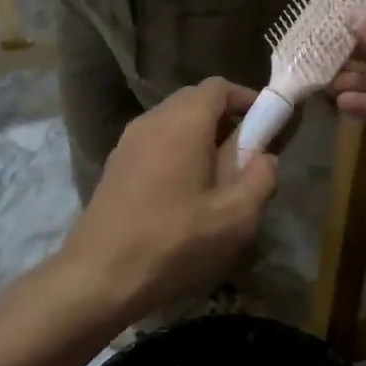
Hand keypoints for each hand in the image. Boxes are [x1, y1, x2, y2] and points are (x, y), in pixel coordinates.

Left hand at [58, 79, 279, 323]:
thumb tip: (265, 157)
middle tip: (246, 156)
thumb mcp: (235, 218)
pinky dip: (177, 152)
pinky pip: (155, 142)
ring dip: (201, 138)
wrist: (97, 278)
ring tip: (218, 179)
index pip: (218, 87)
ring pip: (173, 122)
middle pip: (195, 101)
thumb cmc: (173, 243)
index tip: (268, 126)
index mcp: (182, 123)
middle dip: (226, 120)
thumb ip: (261, 178)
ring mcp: (127, 142)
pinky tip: (185, 193)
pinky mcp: (115, 166)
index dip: (247, 99)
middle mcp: (152, 121)